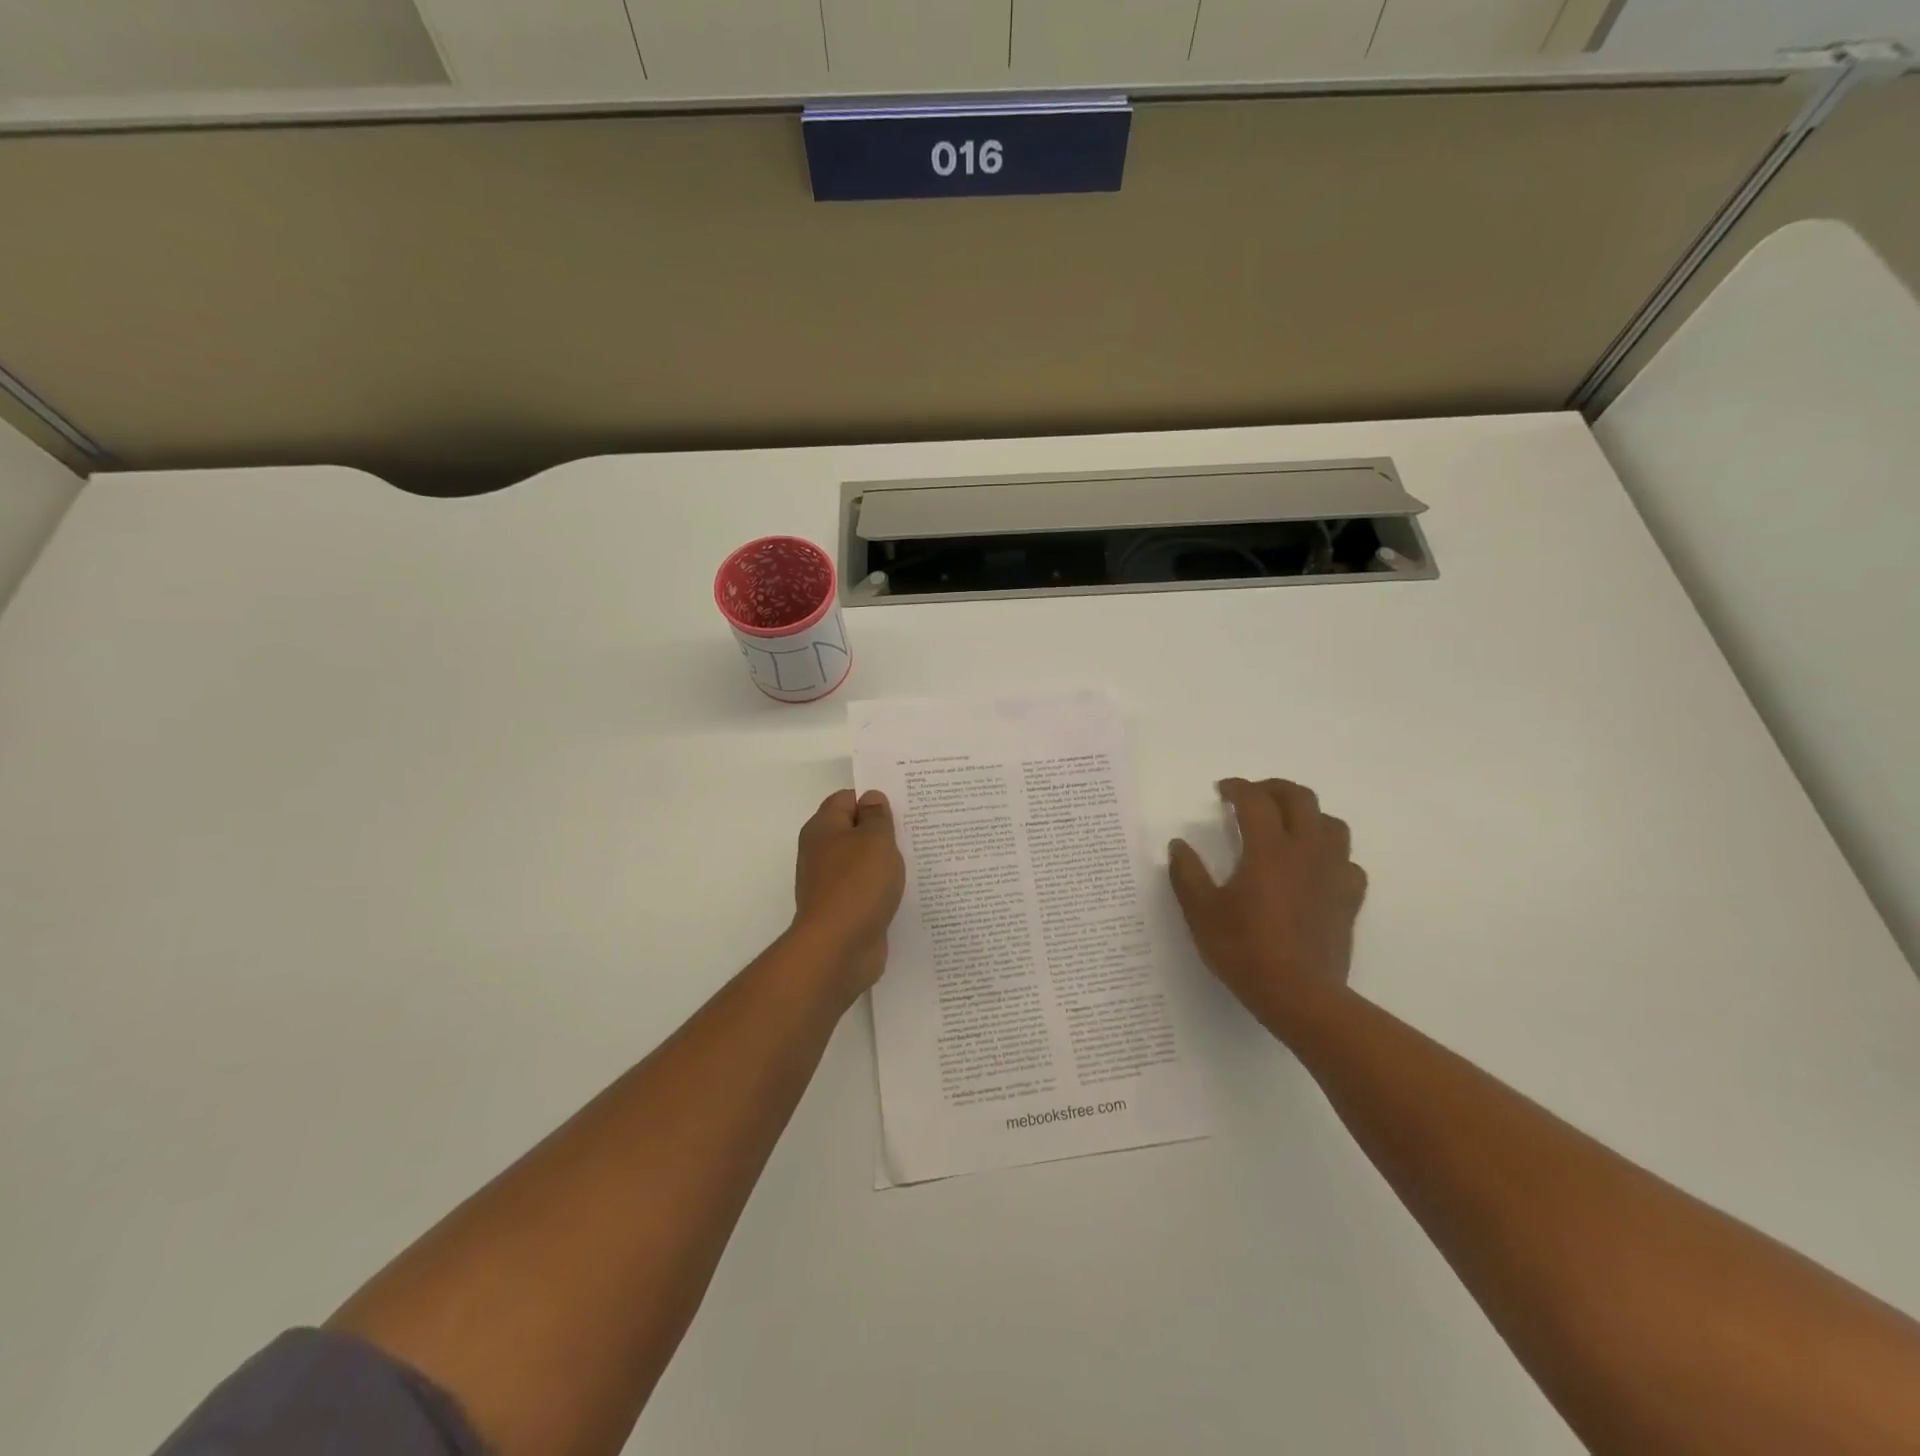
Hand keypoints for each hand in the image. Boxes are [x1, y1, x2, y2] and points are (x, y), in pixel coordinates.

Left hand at [792, 789, 905, 994]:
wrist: (838, 948)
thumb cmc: (857, 884)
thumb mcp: (875, 840)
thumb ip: (877, 817)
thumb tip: (871, 799)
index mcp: (823, 829)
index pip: (846, 799)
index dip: (873, 799)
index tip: (903, 805)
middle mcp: (822, 853)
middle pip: (854, 831)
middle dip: (883, 831)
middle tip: (917, 829)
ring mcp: (831, 884)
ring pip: (863, 863)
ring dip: (886, 863)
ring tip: (919, 859)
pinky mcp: (844, 911)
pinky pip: (867, 891)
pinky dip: (883, 890)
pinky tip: (907, 891)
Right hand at [1168, 778, 1367, 1032]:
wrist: (1299, 996)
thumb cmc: (1244, 950)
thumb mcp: (1201, 912)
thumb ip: (1187, 874)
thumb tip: (1178, 845)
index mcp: (1268, 849)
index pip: (1255, 801)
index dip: (1238, 788)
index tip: (1222, 790)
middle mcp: (1306, 851)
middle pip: (1300, 799)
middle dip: (1274, 789)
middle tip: (1252, 797)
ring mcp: (1333, 874)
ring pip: (1331, 824)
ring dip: (1307, 815)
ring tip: (1286, 826)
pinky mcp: (1348, 898)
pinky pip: (1347, 861)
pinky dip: (1329, 853)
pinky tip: (1314, 867)